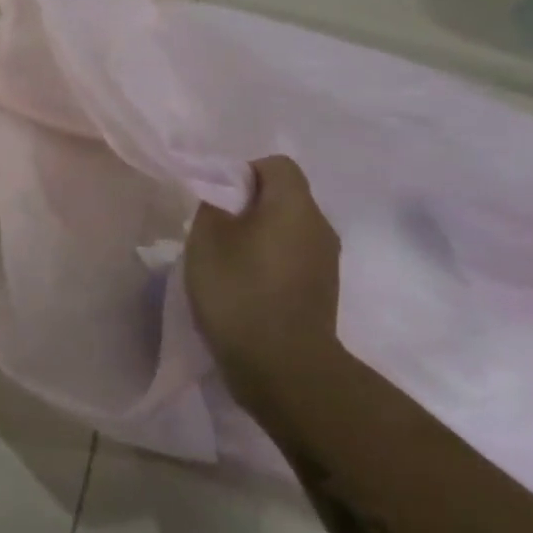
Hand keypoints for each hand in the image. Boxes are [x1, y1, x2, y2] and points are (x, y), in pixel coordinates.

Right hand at [184, 155, 342, 410]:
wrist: (283, 367)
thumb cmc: (239, 291)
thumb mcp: (206, 239)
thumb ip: (213, 204)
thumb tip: (224, 195)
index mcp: (295, 206)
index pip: (276, 165)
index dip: (243, 172)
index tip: (217, 198)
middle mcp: (320, 227)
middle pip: (284, 196)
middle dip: (249, 205)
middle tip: (215, 228)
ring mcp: (326, 262)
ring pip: (289, 229)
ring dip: (259, 235)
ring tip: (227, 260)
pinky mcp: (323, 291)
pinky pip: (294, 258)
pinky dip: (270, 261)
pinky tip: (245, 286)